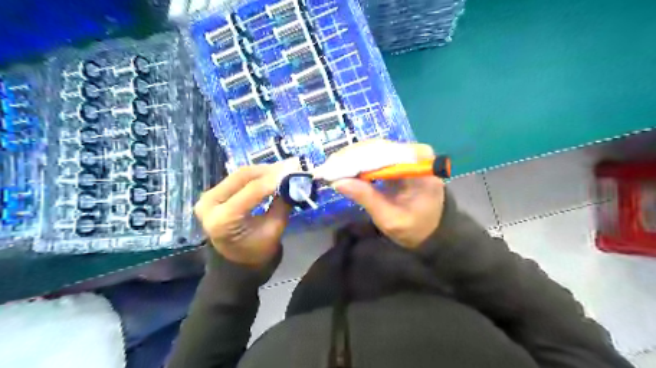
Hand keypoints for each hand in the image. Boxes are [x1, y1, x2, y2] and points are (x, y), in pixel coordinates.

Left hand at [194, 162, 294, 268]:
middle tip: (289, 167)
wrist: (234, 265)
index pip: (253, 190)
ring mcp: (207, 198)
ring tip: (282, 170)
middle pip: (242, 176)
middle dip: (268, 171)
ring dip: (262, 171)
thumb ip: (282, 204)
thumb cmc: (257, 253)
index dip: (275, 179)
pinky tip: (269, 176)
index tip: (294, 170)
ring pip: (239, 175)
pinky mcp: (211, 195)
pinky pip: (236, 180)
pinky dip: (254, 176)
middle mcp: (209, 204)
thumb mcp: (274, 229)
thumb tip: (293, 182)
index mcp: (223, 219)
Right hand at [329, 139, 445, 248]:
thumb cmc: (416, 229)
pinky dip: (357, 162)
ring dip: (349, 159)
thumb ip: (366, 198)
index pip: (382, 154)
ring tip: (329, 169)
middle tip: (324, 170)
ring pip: (372, 149)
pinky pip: (375, 155)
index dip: (354, 160)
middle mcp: (415, 152)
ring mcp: (408, 154)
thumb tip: (337, 182)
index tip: (331, 169)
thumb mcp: (390, 218)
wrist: (432, 231)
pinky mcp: (400, 159)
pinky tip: (342, 169)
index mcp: (420, 165)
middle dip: (348, 159)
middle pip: (376, 148)